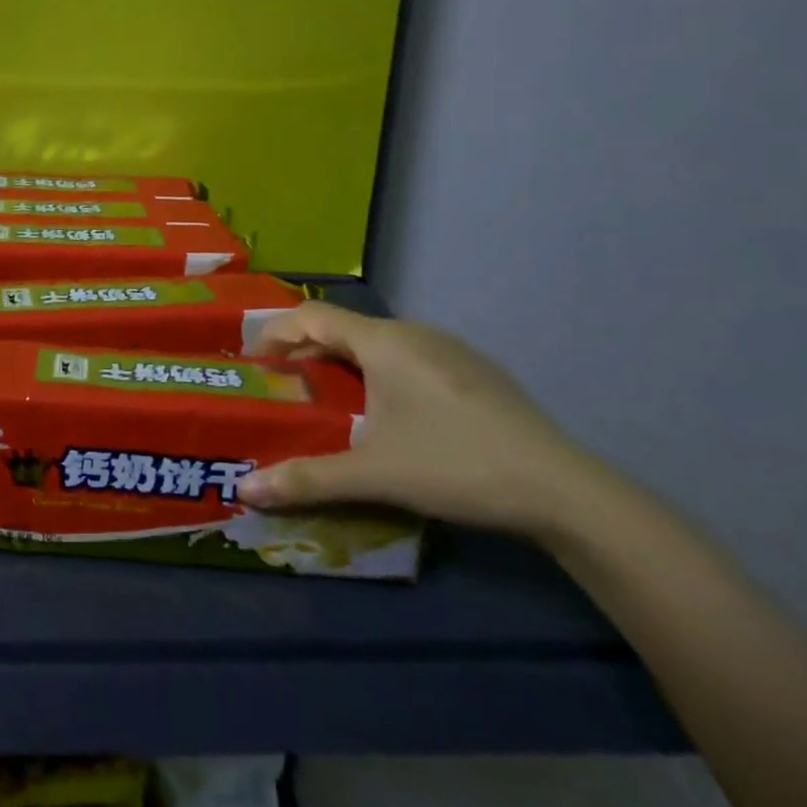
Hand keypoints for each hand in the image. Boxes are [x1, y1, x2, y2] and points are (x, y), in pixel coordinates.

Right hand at [235, 301, 608, 540]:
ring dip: (345, 365)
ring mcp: (449, 348)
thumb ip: (307, 478)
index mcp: (383, 341)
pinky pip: (409, 357)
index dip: (277, 332)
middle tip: (286, 389)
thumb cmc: (455, 465)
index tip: (255, 362)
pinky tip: (390, 415)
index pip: (312, 316)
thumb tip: (244, 490)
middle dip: (308, 354)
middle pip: (344, 329)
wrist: (562, 489)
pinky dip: (381, 374)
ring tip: (331, 404)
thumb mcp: (374, 474)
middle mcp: (413, 332)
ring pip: (379, 343)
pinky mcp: (474, 370)